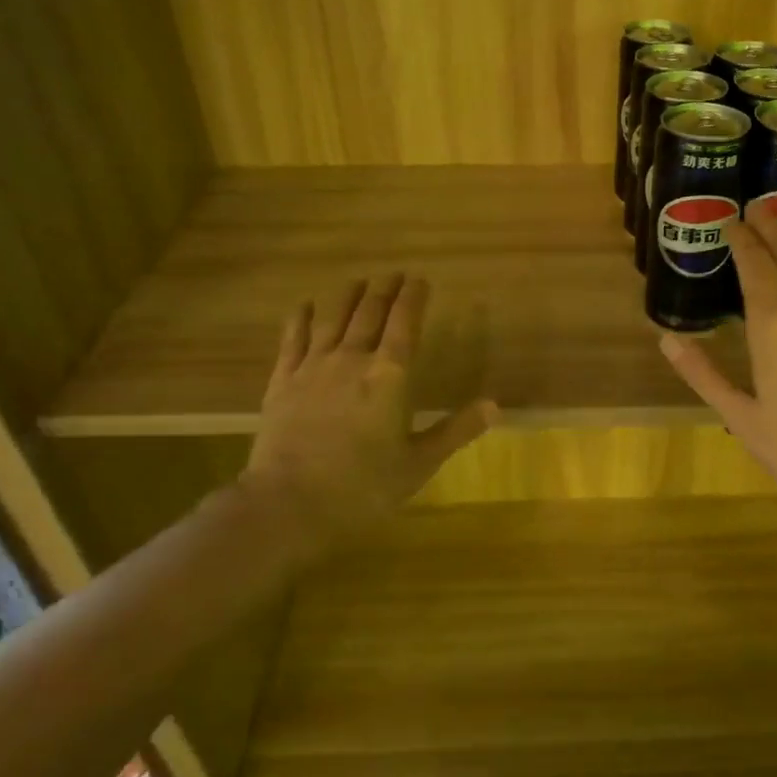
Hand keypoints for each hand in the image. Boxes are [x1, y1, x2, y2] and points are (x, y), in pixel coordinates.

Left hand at [240, 274, 494, 551]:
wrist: (289, 502)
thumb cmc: (363, 486)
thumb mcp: (419, 463)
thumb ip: (456, 430)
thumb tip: (495, 405)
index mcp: (391, 375)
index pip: (406, 323)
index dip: (414, 297)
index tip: (420, 279)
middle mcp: (353, 359)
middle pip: (371, 313)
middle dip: (385, 290)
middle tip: (394, 274)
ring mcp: (313, 367)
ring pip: (334, 319)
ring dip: (349, 296)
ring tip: (358, 281)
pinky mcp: (282, 381)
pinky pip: (292, 339)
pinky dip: (301, 319)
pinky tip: (305, 306)